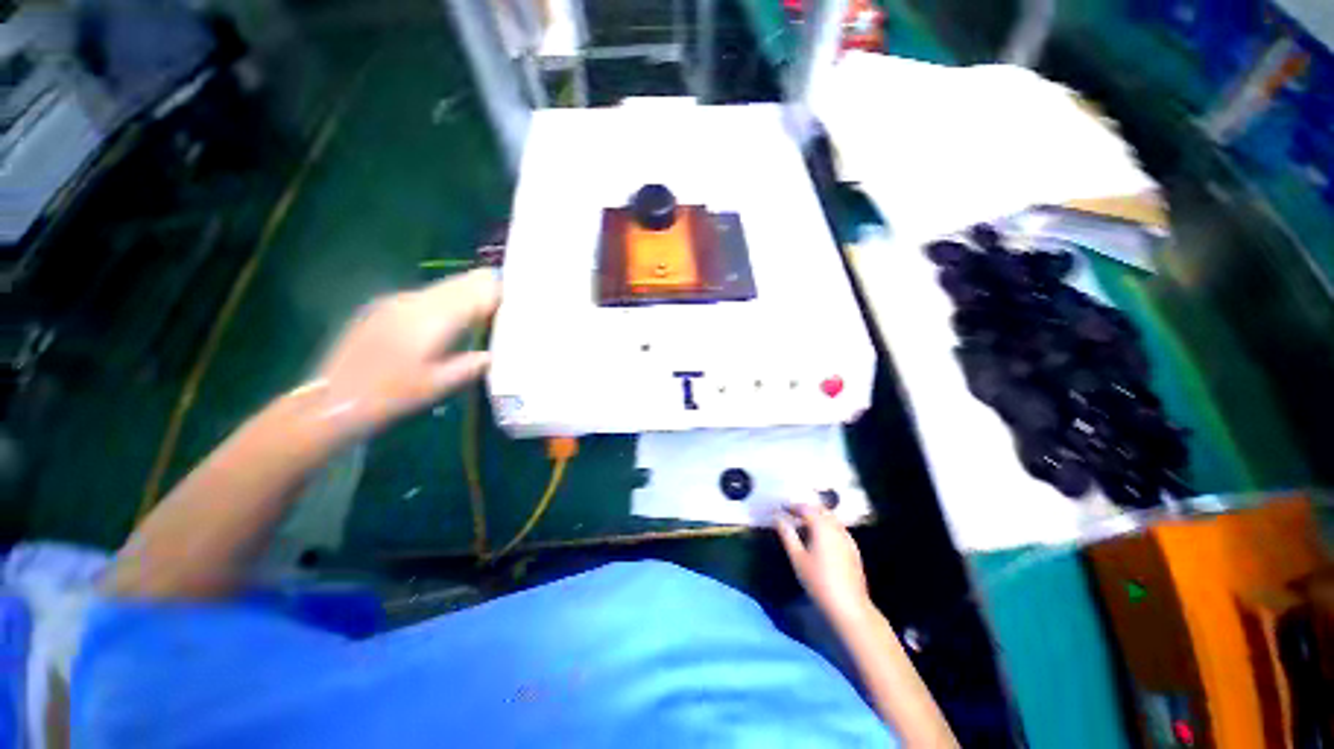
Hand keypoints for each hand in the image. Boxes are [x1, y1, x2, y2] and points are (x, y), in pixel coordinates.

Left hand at [309, 269, 499, 438]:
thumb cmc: (391, 394)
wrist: (333, 398)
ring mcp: (400, 299)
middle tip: (514, 304)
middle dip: (493, 287)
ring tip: (492, 310)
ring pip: (449, 285)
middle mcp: (419, 299)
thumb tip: (498, 352)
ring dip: (473, 293)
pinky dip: (452, 300)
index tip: (526, 300)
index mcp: (436, 317)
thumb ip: (474, 363)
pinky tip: (456, 319)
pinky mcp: (388, 305)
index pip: (482, 290)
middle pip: (467, 280)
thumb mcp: (440, 384)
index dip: (507, 291)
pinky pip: (431, 294)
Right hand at [777, 504, 871, 625]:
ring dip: (817, 516)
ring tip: (804, 524)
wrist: (849, 607)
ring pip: (831, 519)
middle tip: (792, 513)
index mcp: (822, 527)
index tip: (782, 508)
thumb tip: (777, 518)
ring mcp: (848, 538)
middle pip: (821, 510)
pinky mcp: (854, 549)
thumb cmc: (819, 582)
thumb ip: (787, 535)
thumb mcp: (797, 558)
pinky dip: (827, 526)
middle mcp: (837, 528)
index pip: (806, 508)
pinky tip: (821, 538)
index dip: (793, 506)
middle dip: (806, 509)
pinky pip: (838, 529)